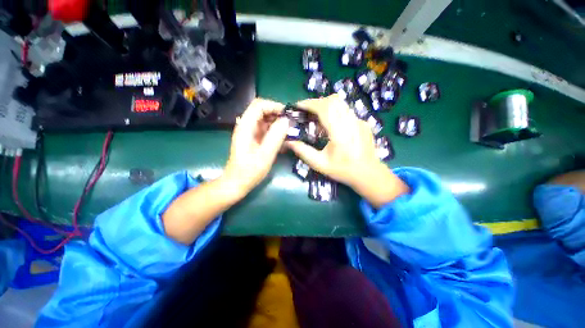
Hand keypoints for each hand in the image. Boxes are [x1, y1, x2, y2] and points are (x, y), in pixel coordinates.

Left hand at [222, 98, 289, 197]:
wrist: (237, 183)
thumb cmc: (249, 171)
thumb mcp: (265, 155)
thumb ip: (275, 137)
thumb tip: (286, 121)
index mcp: (246, 126)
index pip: (259, 105)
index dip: (274, 106)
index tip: (288, 115)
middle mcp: (246, 126)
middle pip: (262, 111)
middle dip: (278, 115)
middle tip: (291, 124)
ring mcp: (250, 133)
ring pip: (265, 121)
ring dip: (278, 124)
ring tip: (290, 132)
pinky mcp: (254, 139)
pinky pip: (266, 130)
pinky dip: (275, 132)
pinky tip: (283, 140)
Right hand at [287, 95, 408, 206]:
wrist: (368, 174)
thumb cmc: (343, 170)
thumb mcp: (319, 164)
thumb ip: (303, 151)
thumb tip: (288, 140)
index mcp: (340, 133)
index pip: (325, 108)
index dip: (309, 104)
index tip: (298, 106)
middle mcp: (351, 122)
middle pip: (333, 100)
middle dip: (316, 103)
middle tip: (306, 112)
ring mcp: (359, 121)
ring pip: (340, 103)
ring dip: (325, 106)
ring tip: (317, 118)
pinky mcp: (363, 122)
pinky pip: (346, 111)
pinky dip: (334, 112)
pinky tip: (331, 125)